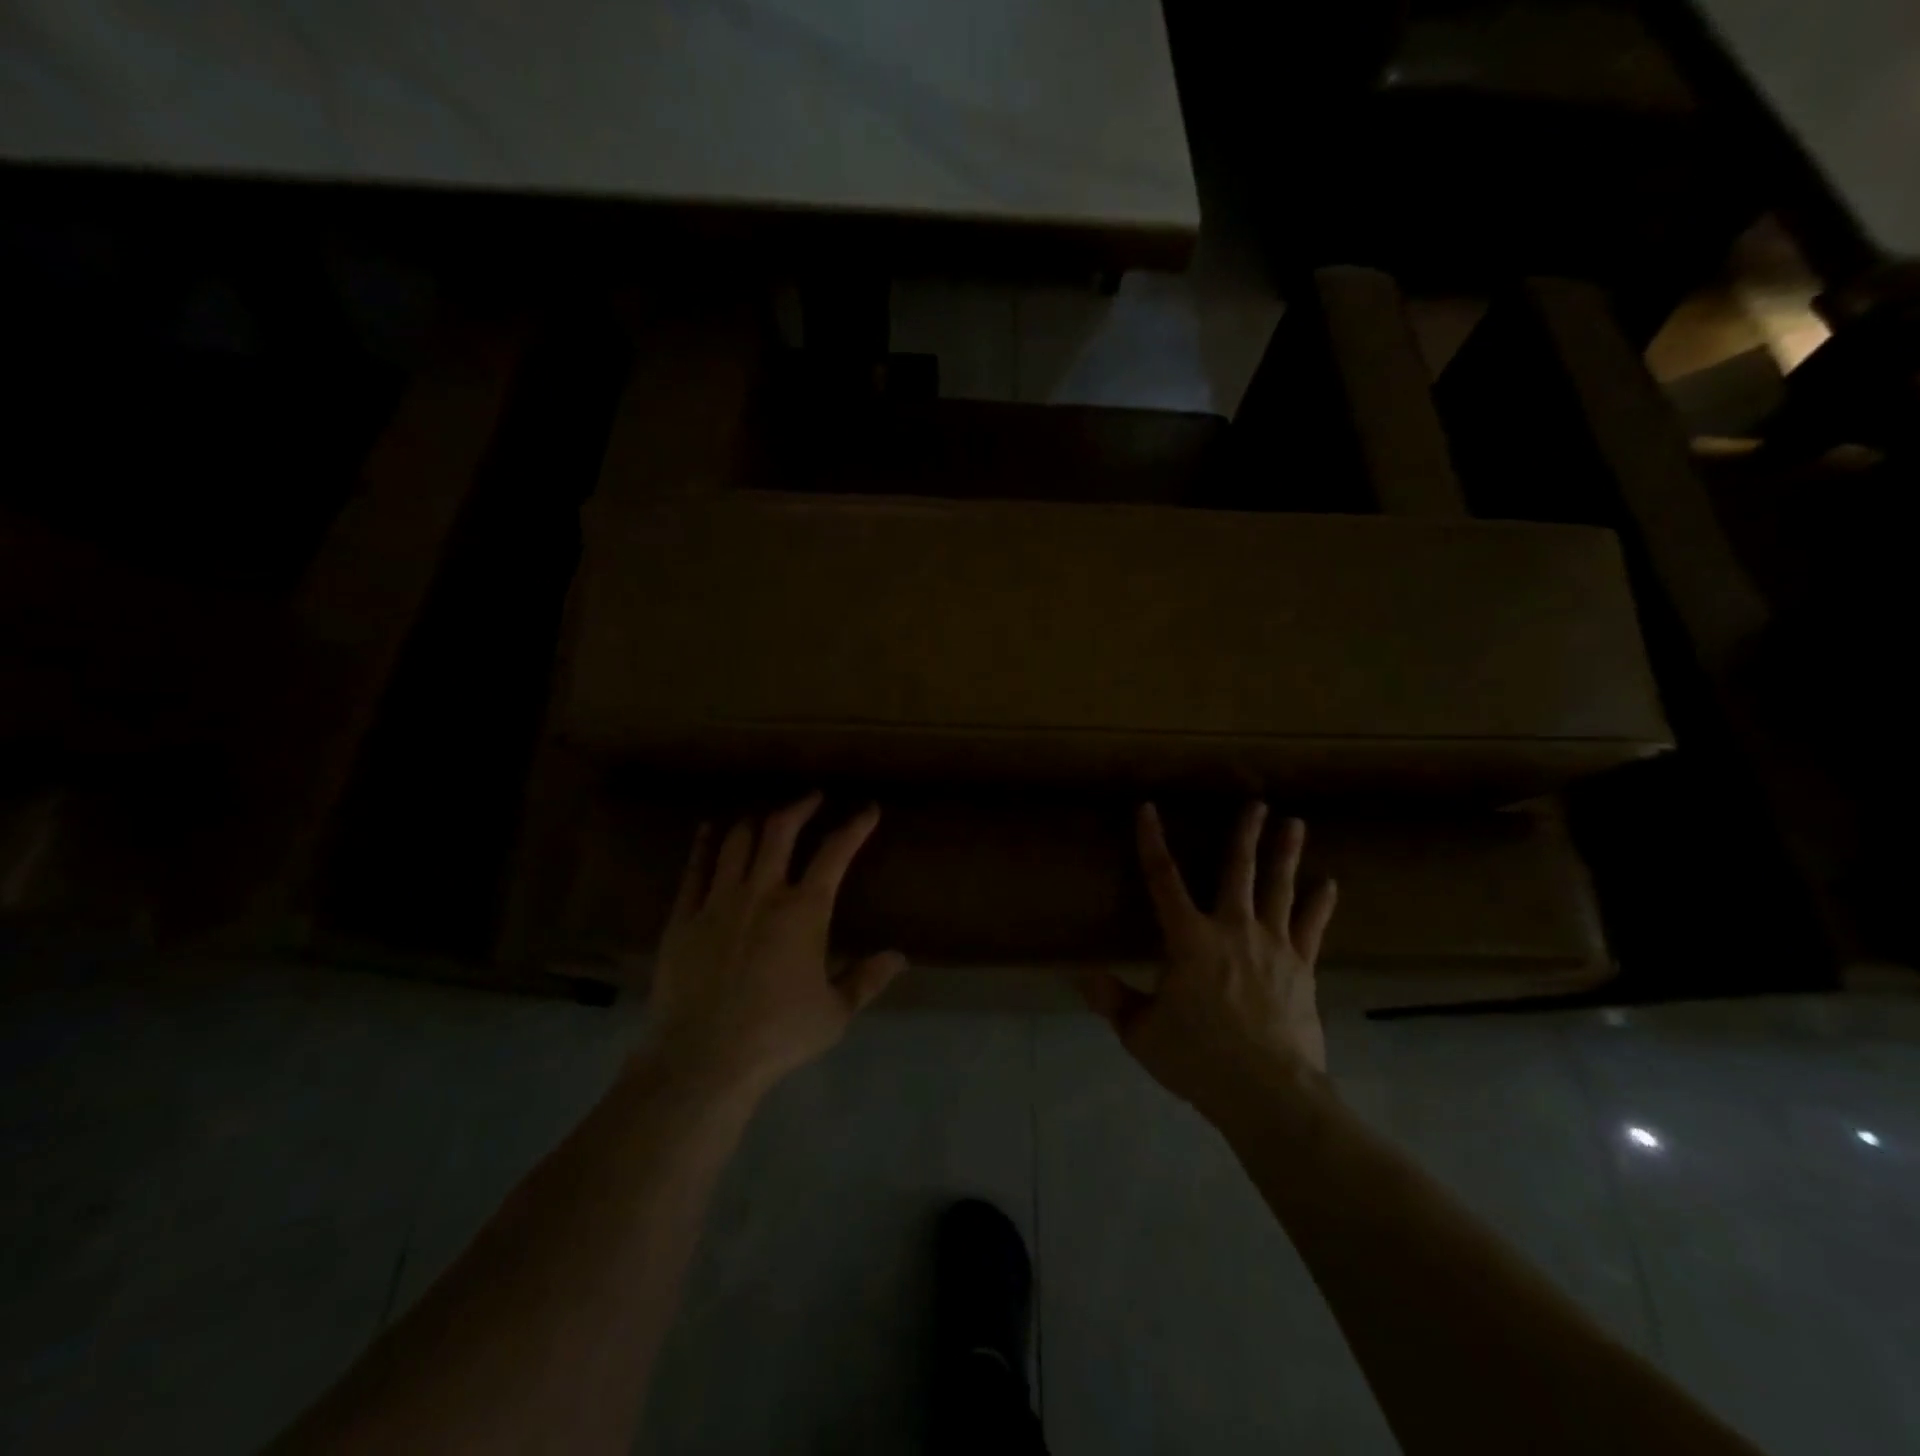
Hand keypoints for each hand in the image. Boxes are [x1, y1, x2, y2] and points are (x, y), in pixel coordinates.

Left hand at [643, 793, 903, 1098]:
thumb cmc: (777, 1035)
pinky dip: (705, 843)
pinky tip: (710, 830)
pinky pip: (695, 868)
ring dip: (756, 821)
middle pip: (780, 830)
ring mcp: (718, 901)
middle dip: (800, 806)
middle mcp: (762, 892)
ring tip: (766, 816)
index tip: (867, 810)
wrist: (702, 1060)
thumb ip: (866, 979)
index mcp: (804, 911)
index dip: (854, 826)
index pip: (835, 853)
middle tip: (812, 798)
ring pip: (737, 841)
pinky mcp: (683, 917)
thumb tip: (898, 957)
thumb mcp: (834, 1013)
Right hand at [1082, 803, 1337, 1115]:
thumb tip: (1081, 978)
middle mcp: (1233, 929)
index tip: (1148, 809)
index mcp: (1189, 939)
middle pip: (1237, 871)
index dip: (1152, 842)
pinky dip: (1319, 905)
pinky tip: (1329, 885)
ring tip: (1295, 823)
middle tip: (1257, 803)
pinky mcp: (1302, 968)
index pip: (1163, 879)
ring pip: (1280, 888)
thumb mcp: (1142, 1032)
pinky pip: (1311, 928)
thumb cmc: (1199, 1059)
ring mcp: (1273, 946)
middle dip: (1245, 834)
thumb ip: (1114, 1000)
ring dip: (1285, 854)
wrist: (1269, 1092)